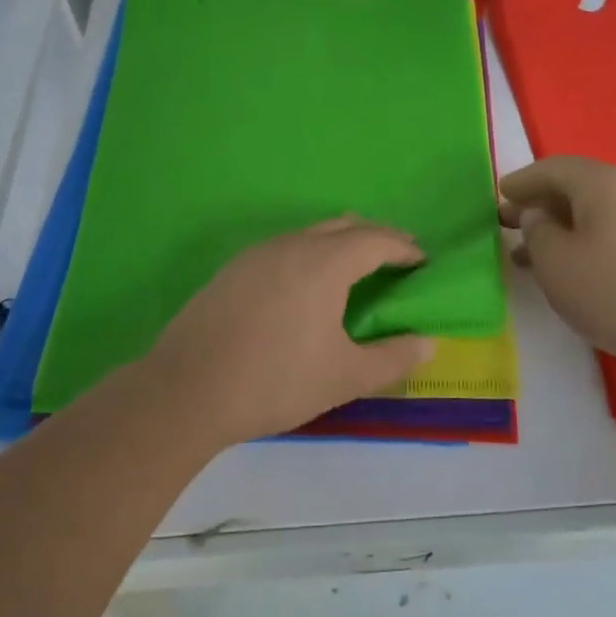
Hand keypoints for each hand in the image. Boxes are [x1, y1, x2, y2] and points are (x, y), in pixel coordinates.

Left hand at [139, 217, 436, 447]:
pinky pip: (284, 248)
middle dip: (375, 237)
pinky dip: (309, 255)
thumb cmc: (276, 381)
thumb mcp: (344, 377)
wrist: (187, 390)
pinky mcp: (233, 269)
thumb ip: (392, 358)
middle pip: (343, 226)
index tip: (421, 260)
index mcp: (324, 262)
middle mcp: (291, 245)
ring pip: (310, 234)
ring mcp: (257, 254)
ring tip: (355, 270)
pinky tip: (305, 287)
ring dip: (339, 243)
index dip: (403, 246)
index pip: (375, 239)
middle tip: (396, 258)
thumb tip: (428, 344)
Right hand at [500, 156, 615, 368]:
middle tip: (507, 223)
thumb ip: (536, 231)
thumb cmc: (615, 290)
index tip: (499, 193)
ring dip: (558, 229)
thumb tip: (538, 215)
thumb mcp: (556, 262)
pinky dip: (582, 244)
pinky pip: (610, 234)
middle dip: (537, 205)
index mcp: (598, 183)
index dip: (521, 181)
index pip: (550, 169)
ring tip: (529, 256)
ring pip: (592, 214)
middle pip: (573, 188)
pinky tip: (571, 271)